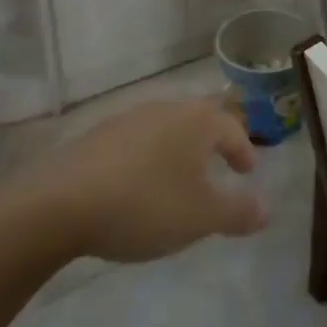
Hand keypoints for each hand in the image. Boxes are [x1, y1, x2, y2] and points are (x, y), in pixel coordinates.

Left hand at [32, 98, 268, 263]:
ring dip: (177, 151)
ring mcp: (127, 119)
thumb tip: (267, 209)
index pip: (231, 128)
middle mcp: (165, 109)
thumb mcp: (200, 217)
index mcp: (196, 121)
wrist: (59, 203)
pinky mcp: (96, 137)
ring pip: (165, 130)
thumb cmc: (145, 204)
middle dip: (211, 143)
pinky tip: (137, 187)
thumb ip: (237, 212)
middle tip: (218, 167)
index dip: (244, 150)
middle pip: (198, 120)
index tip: (248, 171)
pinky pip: (135, 144)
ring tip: (178, 180)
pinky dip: (146, 160)